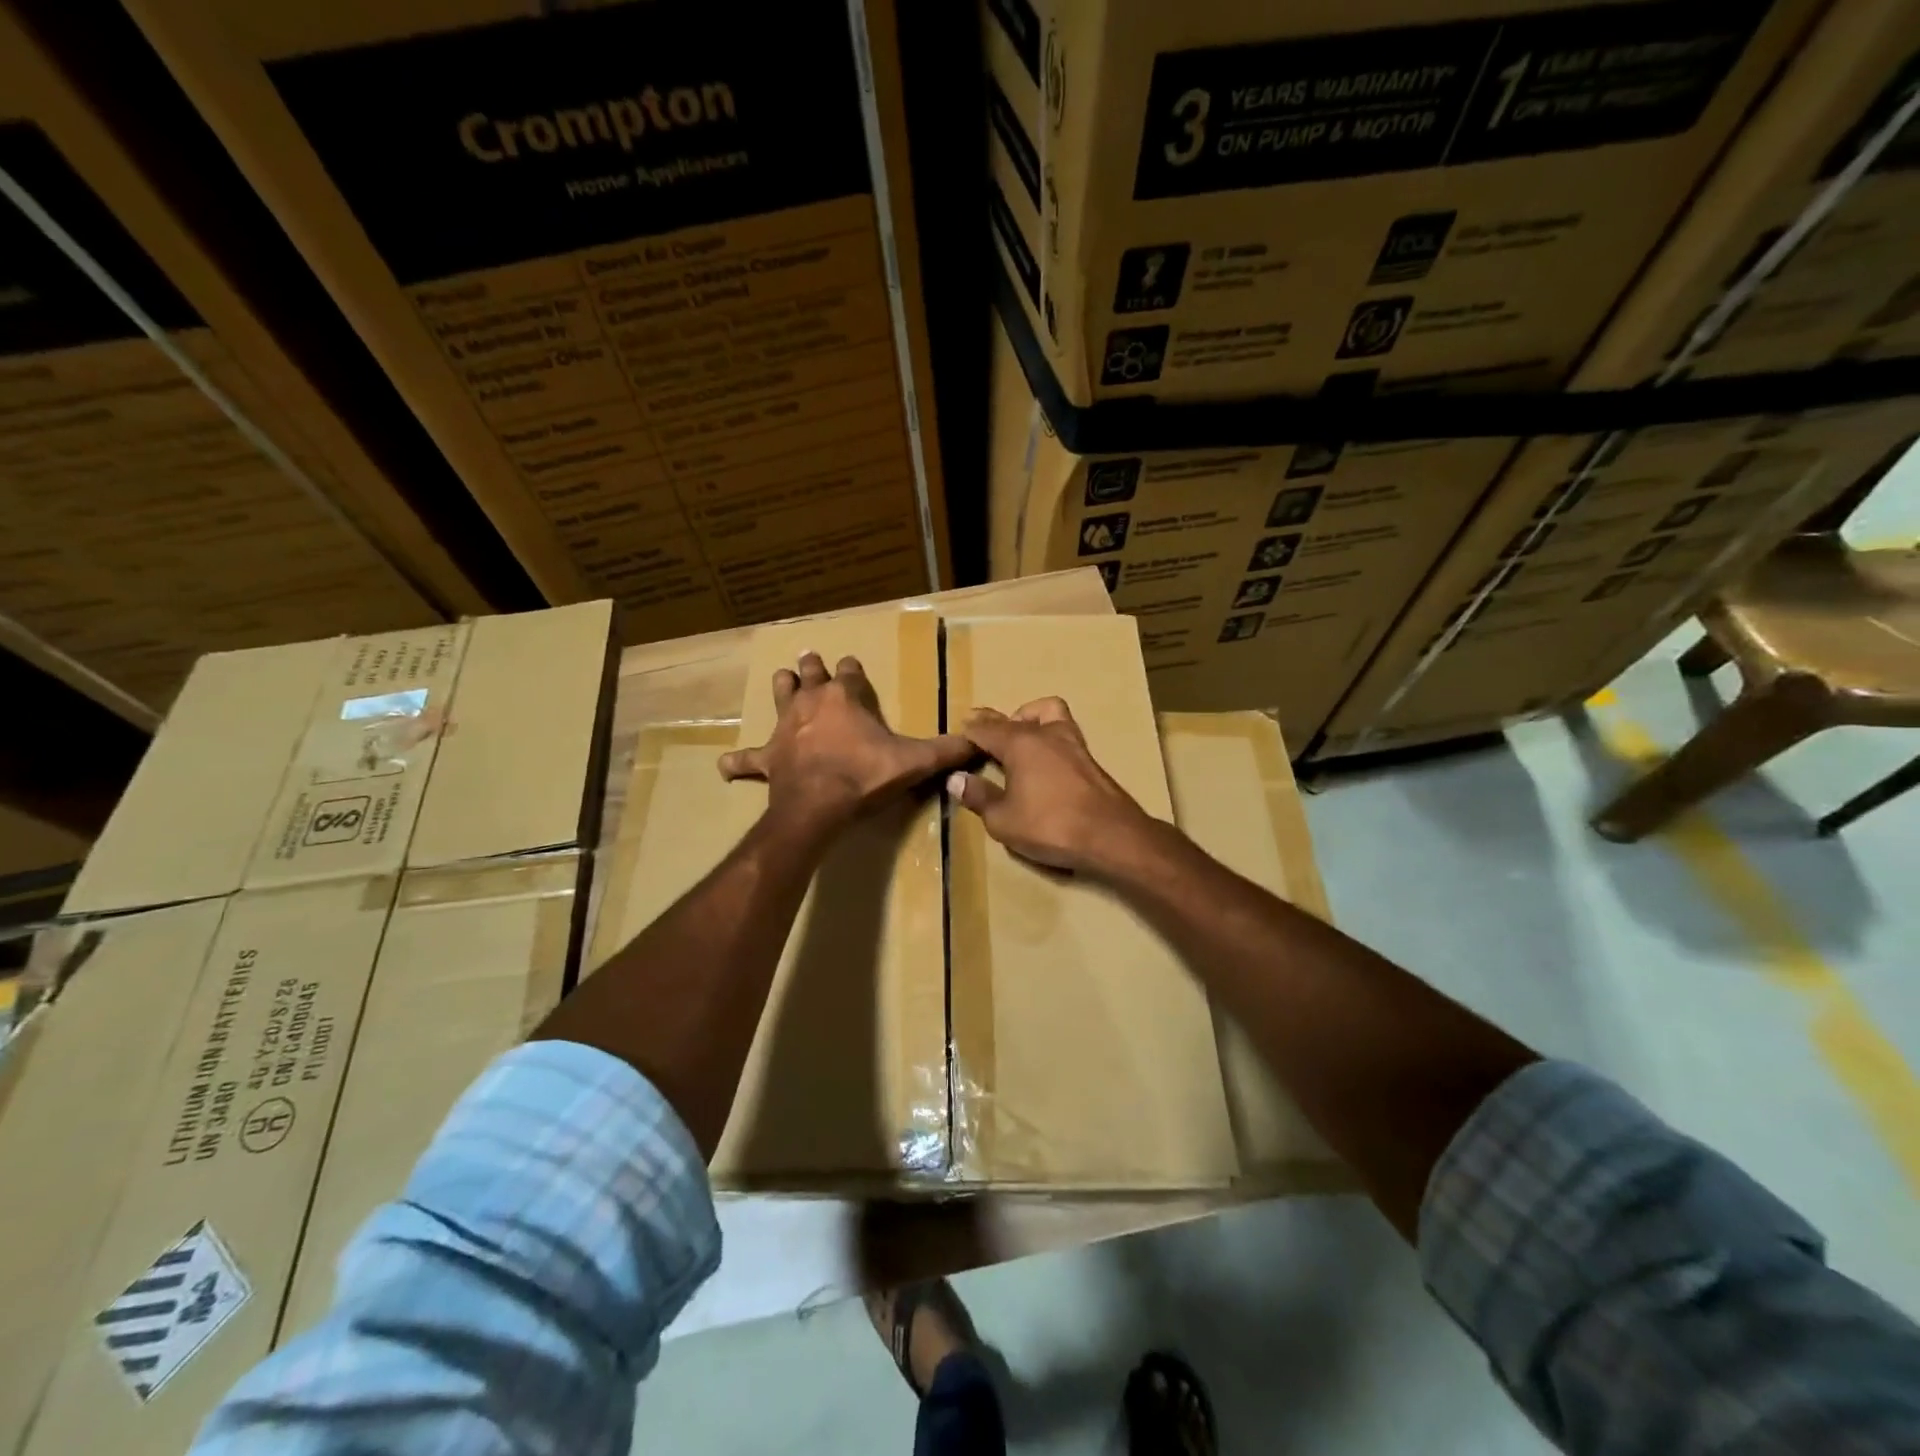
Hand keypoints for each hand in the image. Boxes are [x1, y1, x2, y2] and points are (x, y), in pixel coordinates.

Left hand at [719, 652, 971, 833]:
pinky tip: (725, 764)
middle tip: (809, 655)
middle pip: (809, 676)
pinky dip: (738, 762)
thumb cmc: (865, 776)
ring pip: (779, 698)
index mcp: (844, 698)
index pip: (849, 673)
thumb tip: (979, 742)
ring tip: (782, 678)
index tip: (851, 663)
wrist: (819, 805)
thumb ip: (946, 750)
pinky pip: (747, 759)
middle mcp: (811, 704)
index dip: (851, 668)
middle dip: (811, 666)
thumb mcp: (914, 762)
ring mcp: (785, 729)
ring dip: (782, 688)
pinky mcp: (768, 758)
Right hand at [949, 698, 1155, 872]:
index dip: (969, 731)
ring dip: (1029, 718)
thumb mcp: (1003, 820)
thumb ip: (979, 797)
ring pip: (1048, 712)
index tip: (957, 735)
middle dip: (994, 722)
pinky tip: (1044, 759)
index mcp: (1019, 743)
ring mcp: (1072, 743)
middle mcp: (1045, 734)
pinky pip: (1062, 731)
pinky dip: (1048, 735)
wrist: (1112, 836)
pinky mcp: (1089, 759)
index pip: (985, 728)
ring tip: (1018, 738)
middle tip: (981, 731)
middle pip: (1014, 717)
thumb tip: (956, 779)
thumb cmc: (1050, 826)